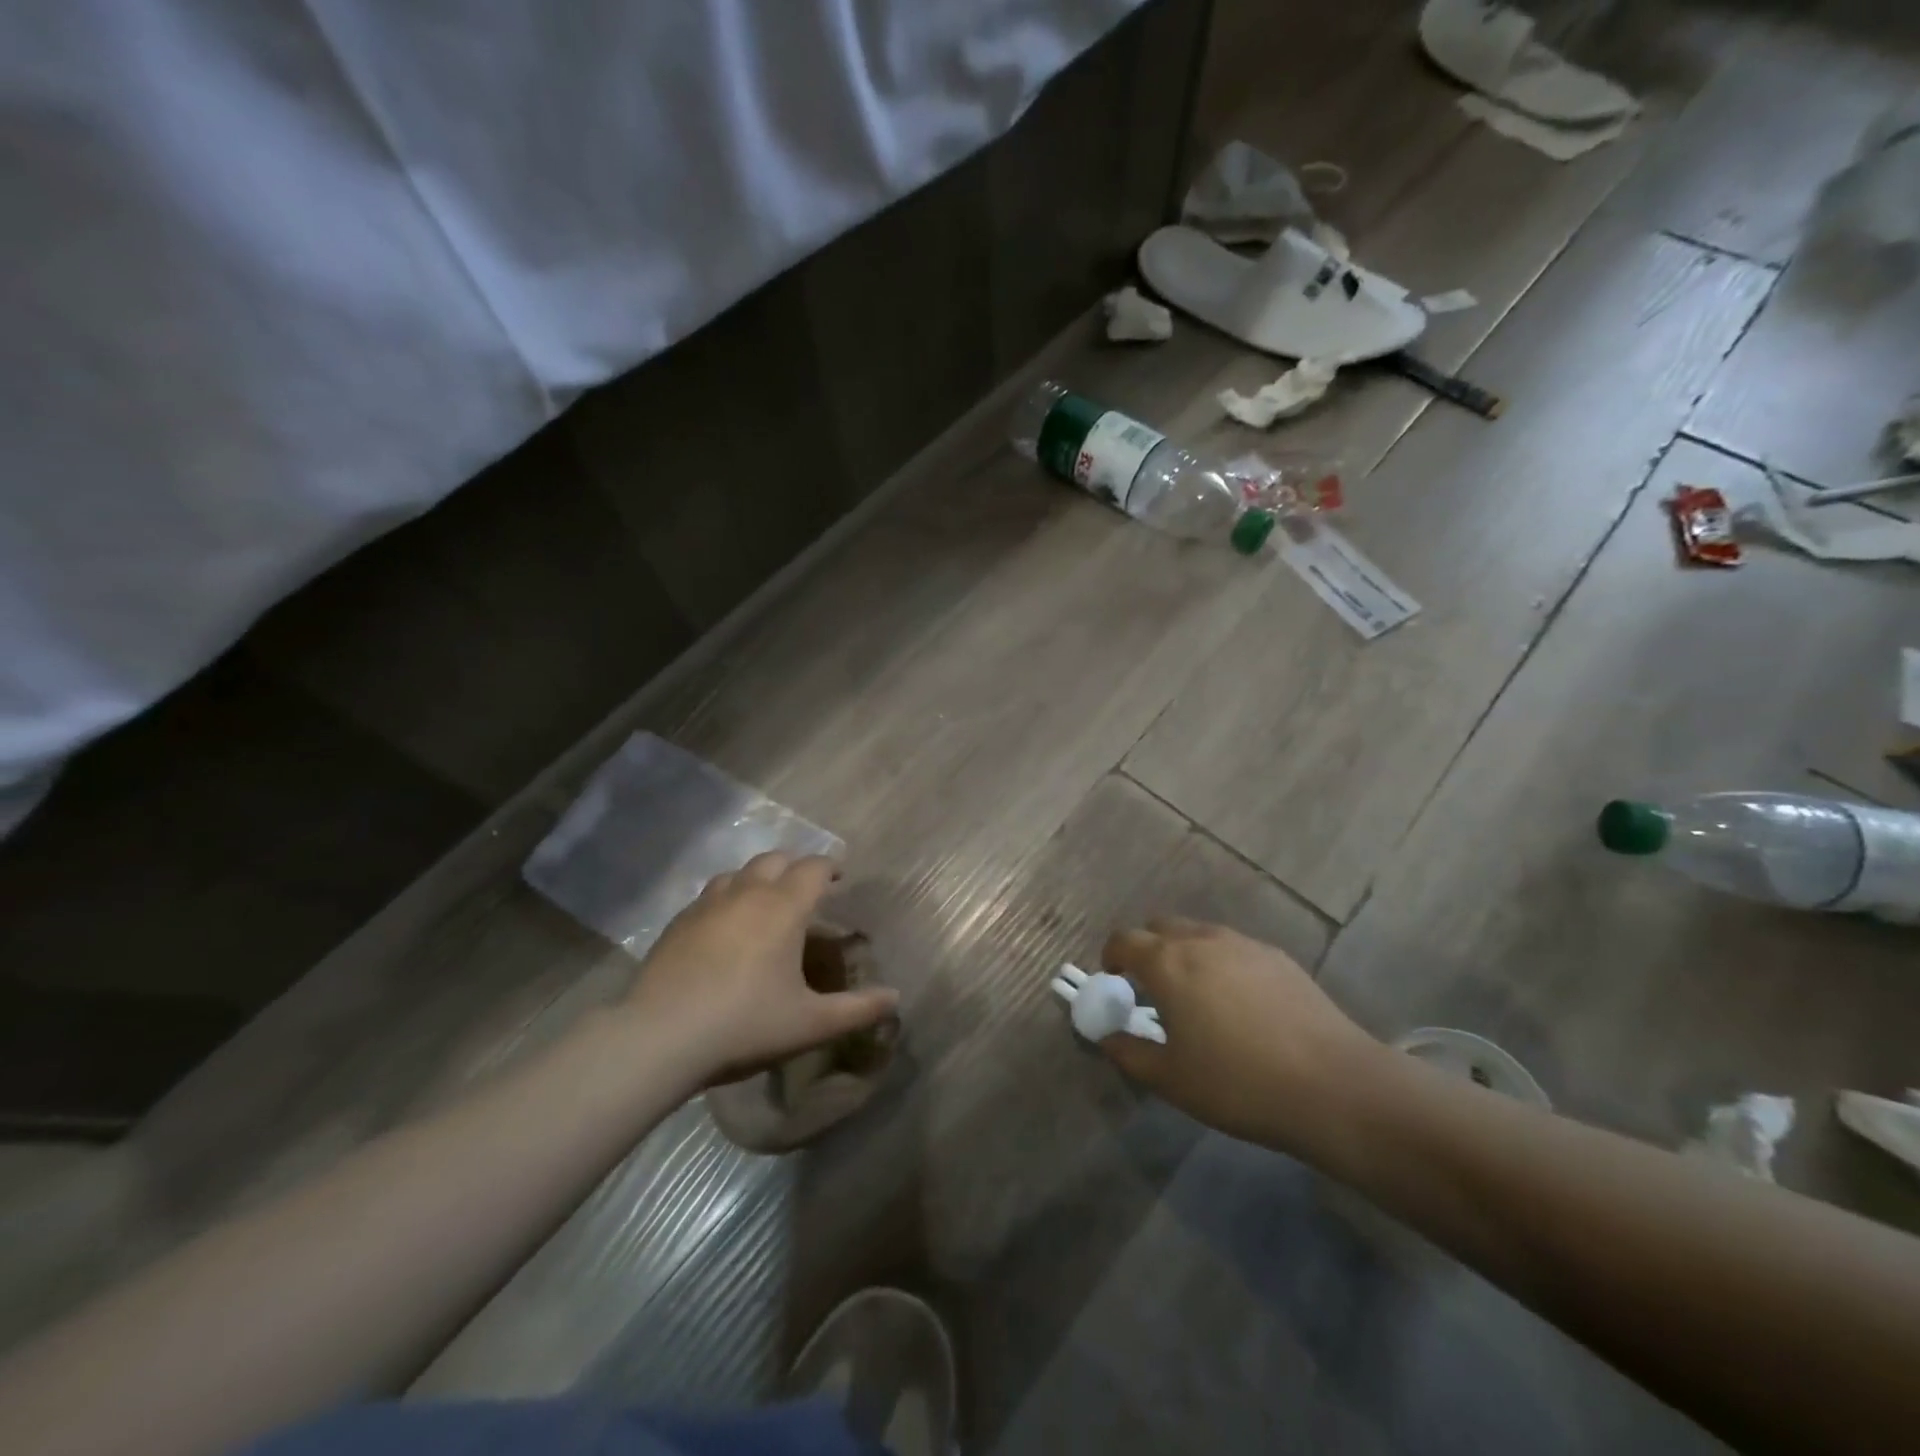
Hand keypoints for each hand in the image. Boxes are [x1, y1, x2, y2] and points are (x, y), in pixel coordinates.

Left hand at [624, 852, 898, 1084]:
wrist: (660, 1038)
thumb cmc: (745, 1024)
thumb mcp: (810, 1024)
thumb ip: (858, 1009)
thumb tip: (895, 998)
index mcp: (783, 907)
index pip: (813, 868)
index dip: (830, 867)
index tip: (839, 877)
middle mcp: (746, 893)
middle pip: (775, 859)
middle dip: (795, 867)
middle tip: (806, 890)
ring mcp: (707, 905)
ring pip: (738, 873)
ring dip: (758, 878)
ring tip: (765, 903)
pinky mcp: (677, 923)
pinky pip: (709, 896)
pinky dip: (727, 899)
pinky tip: (724, 928)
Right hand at [1098, 918, 1379, 1152]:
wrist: (1332, 1085)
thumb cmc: (1238, 1083)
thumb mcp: (1171, 1079)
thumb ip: (1129, 1053)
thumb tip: (1106, 1037)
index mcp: (1167, 963)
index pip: (1123, 939)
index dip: (1112, 956)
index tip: (1114, 981)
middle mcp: (1201, 940)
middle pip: (1160, 927)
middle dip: (1147, 949)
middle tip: (1152, 987)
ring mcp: (1243, 944)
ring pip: (1199, 933)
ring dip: (1185, 953)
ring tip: (1197, 996)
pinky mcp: (1277, 956)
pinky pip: (1234, 948)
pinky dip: (1222, 963)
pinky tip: (1240, 1004)